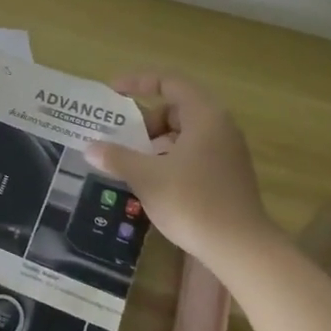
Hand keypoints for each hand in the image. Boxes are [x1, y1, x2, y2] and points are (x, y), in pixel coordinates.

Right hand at [84, 73, 278, 267]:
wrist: (240, 248)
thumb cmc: (193, 203)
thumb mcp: (147, 178)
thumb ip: (117, 158)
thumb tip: (90, 148)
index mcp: (205, 116)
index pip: (170, 83)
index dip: (139, 82)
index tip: (112, 91)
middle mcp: (220, 127)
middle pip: (177, 109)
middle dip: (146, 122)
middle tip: (123, 141)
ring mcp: (228, 152)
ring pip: (185, 134)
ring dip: (156, 143)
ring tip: (134, 165)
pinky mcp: (228, 175)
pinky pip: (194, 153)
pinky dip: (170, 158)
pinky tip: (155, 183)